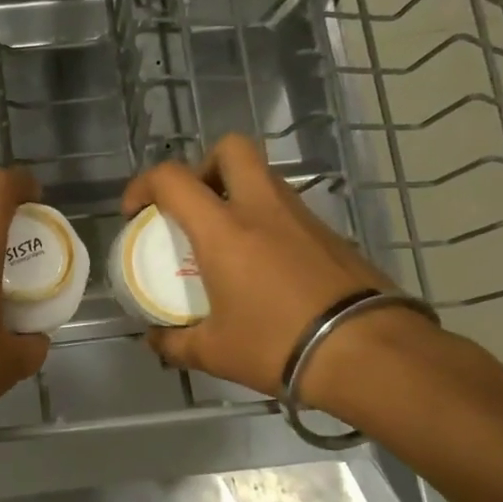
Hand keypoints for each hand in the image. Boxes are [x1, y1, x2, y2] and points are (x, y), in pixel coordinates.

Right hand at [120, 134, 398, 408]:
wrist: (366, 352)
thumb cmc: (277, 344)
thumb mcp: (213, 352)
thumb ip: (174, 342)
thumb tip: (153, 340)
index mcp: (224, 229)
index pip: (173, 179)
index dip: (143, 185)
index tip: (135, 212)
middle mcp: (262, 209)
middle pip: (231, 149)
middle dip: (203, 166)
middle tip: (193, 206)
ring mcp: (301, 217)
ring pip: (263, 177)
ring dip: (236, 193)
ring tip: (226, 240)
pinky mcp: (330, 234)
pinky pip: (287, 209)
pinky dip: (266, 221)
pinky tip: (264, 265)